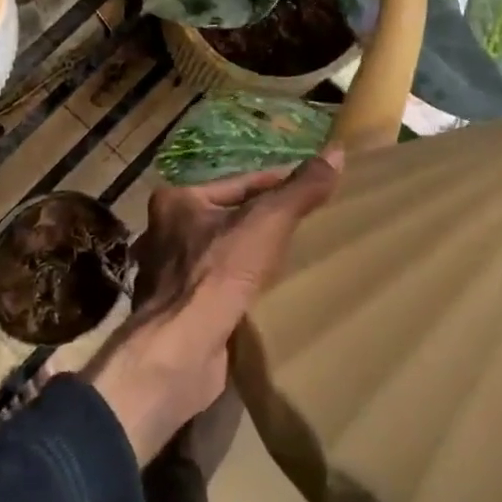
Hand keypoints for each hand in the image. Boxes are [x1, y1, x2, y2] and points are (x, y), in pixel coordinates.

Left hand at [84, 153, 341, 464]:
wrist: (179, 351)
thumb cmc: (217, 274)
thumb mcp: (266, 222)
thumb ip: (300, 189)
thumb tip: (337, 151)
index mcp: (176, 200)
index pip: (239, 184)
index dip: (278, 184)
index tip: (314, 190)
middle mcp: (164, 232)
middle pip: (229, 218)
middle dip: (264, 223)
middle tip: (309, 225)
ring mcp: (168, 274)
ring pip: (224, 254)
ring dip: (253, 257)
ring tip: (294, 259)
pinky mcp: (178, 310)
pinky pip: (219, 287)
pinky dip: (242, 287)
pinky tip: (269, 294)